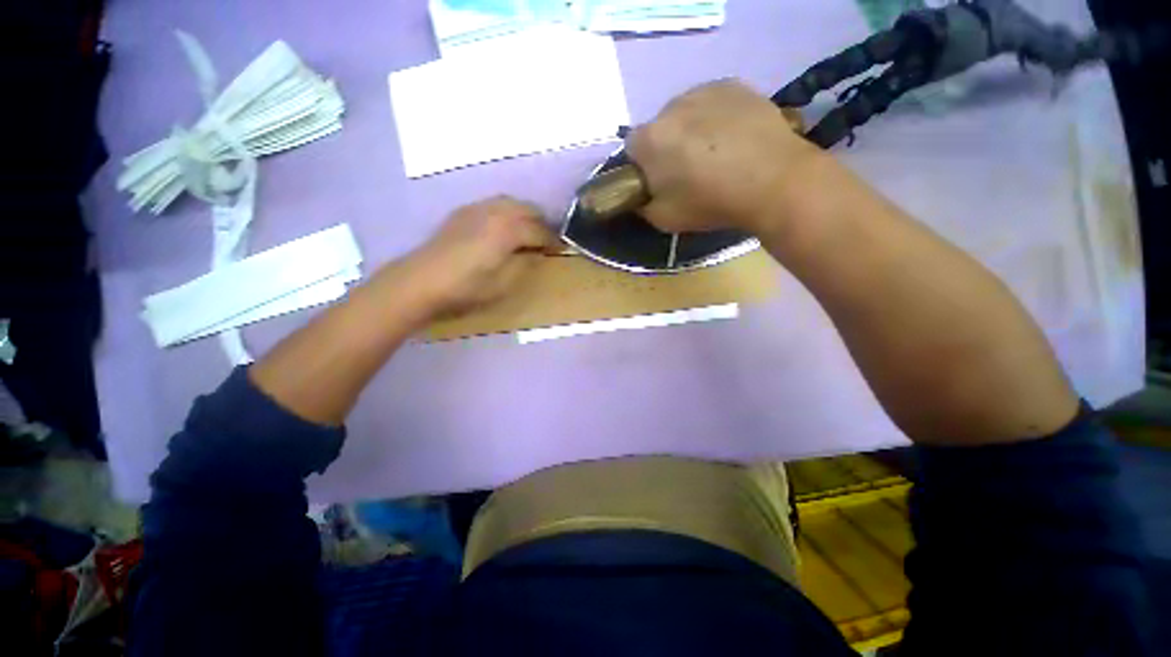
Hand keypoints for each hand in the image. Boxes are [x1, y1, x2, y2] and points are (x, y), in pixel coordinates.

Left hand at [405, 196, 554, 316]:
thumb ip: (525, 265)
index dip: (552, 240)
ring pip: (511, 202)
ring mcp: (477, 208)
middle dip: (541, 223)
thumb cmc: (466, 288)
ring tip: (527, 232)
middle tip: (546, 240)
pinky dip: (506, 212)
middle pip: (528, 209)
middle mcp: (495, 212)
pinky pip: (493, 204)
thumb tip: (537, 253)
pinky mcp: (463, 212)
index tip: (561, 249)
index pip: (539, 230)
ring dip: (524, 215)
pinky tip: (502, 227)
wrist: (421, 281)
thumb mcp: (503, 284)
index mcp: (508, 231)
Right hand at [626, 79, 823, 233]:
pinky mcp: (734, 84)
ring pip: (685, 112)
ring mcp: (704, 90)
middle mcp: (670, 106)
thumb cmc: (711, 202)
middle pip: (658, 128)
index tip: (659, 182)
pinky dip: (715, 117)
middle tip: (689, 170)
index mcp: (649, 140)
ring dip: (690, 129)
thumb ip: (644, 206)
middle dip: (666, 146)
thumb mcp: (664, 220)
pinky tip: (733, 136)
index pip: (631, 150)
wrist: (773, 181)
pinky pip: (712, 102)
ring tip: (716, 152)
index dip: (643, 167)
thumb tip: (643, 196)